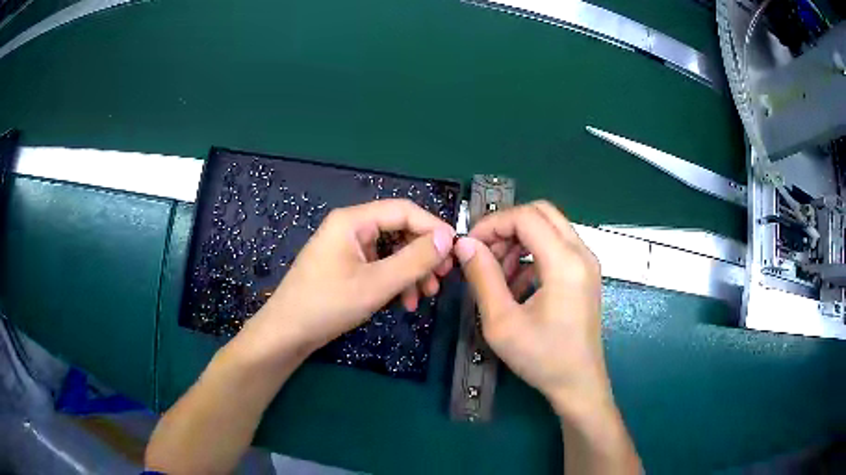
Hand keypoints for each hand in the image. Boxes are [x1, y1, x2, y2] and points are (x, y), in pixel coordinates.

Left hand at [252, 199, 454, 353]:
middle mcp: (351, 227)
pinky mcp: (347, 266)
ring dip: (412, 271)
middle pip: (399, 230)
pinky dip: (396, 281)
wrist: (288, 333)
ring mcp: (348, 247)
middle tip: (442, 277)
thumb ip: (414, 260)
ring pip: (392, 251)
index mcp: (353, 220)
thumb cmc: (328, 304)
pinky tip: (405, 302)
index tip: (456, 250)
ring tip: (426, 296)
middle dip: (423, 254)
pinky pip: (380, 265)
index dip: (433, 227)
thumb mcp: (376, 284)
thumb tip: (448, 238)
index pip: (403, 210)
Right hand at [453, 201, 608, 415]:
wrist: (578, 384)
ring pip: (549, 228)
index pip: (526, 218)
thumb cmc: (542, 358)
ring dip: (519, 241)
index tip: (469, 246)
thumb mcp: (502, 322)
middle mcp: (582, 253)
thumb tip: (465, 245)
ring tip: (496, 273)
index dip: (492, 224)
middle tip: (484, 252)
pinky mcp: (585, 274)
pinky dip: (533, 255)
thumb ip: (483, 277)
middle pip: (541, 213)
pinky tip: (516, 285)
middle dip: (507, 227)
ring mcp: (587, 263)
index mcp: (565, 262)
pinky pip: (557, 247)